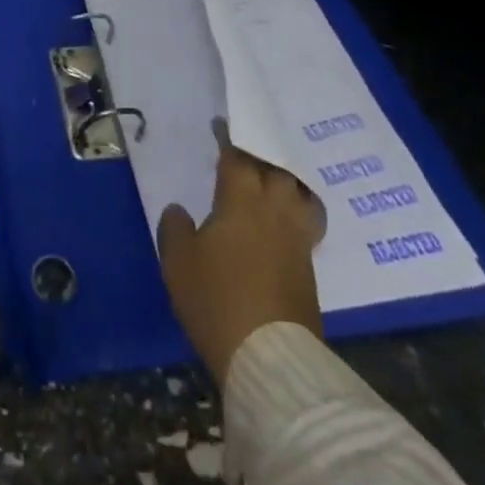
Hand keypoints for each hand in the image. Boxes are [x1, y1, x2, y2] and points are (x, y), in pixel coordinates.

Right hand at [158, 123, 325, 383]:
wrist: (269, 358)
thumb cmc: (217, 299)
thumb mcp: (178, 262)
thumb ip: (175, 228)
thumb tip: (180, 210)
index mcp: (241, 199)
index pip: (236, 157)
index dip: (227, 139)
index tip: (221, 126)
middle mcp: (274, 209)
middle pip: (275, 169)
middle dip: (260, 156)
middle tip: (246, 152)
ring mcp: (297, 239)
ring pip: (298, 194)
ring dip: (286, 182)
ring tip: (273, 180)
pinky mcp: (309, 268)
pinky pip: (305, 222)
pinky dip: (296, 211)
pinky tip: (284, 219)